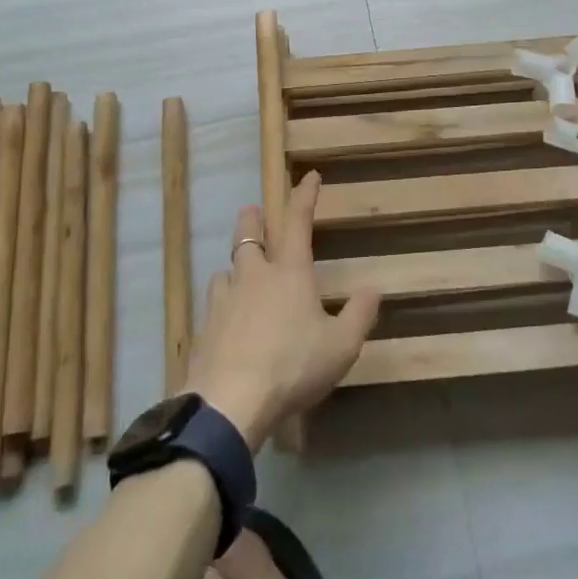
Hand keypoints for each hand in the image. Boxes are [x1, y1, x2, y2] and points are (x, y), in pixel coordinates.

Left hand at [183, 173, 380, 452]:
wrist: (229, 402)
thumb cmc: (292, 366)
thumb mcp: (341, 346)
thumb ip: (359, 315)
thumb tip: (374, 289)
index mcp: (289, 272)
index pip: (297, 221)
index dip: (304, 196)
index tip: (309, 176)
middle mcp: (254, 277)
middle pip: (247, 236)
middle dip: (252, 219)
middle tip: (253, 211)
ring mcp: (223, 302)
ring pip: (225, 271)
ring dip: (234, 268)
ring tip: (237, 274)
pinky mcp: (203, 330)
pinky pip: (213, 307)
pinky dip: (222, 307)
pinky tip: (225, 324)